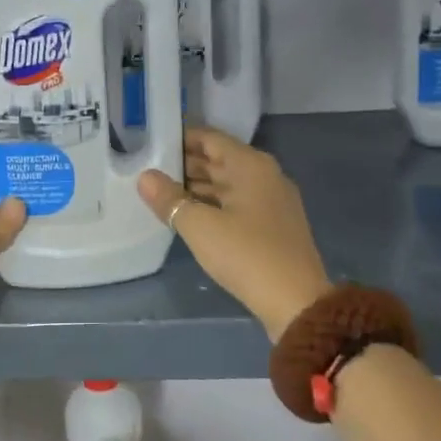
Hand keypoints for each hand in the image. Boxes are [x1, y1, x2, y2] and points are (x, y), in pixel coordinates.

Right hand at [138, 128, 330, 342]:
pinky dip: (213, 203)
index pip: (210, 138)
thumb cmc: (246, 254)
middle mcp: (265, 174)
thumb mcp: (199, 226)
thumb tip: (145, 176)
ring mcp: (272, 200)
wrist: (296, 302)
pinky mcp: (273, 224)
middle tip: (149, 168)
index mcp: (250, 165)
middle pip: (220, 159)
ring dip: (198, 185)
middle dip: (186, 163)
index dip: (181, 138)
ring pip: (228, 183)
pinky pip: (237, 202)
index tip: (151, 141)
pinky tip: (190, 215)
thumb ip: (170, 199)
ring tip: (162, 191)